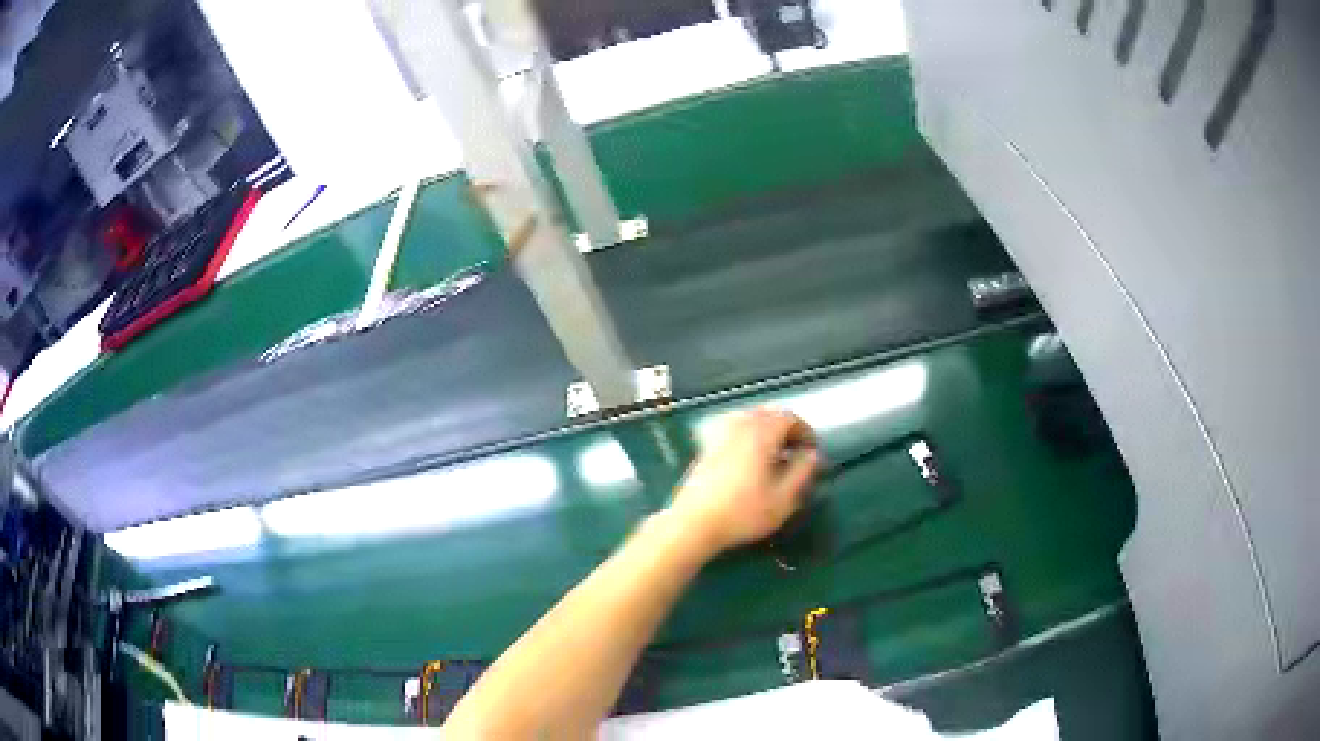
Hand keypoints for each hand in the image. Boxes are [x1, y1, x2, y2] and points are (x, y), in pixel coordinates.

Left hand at [668, 408, 819, 554]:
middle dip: (786, 430)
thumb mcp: (783, 499)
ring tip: (775, 457)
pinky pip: (733, 431)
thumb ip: (802, 472)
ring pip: (749, 421)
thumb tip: (811, 454)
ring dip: (766, 432)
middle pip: (768, 414)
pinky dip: (748, 437)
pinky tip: (750, 462)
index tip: (811, 451)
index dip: (805, 431)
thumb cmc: (742, 513)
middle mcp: (739, 427)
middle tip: (796, 452)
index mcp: (760, 434)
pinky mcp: (706, 448)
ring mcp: (719, 436)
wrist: (693, 523)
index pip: (788, 417)